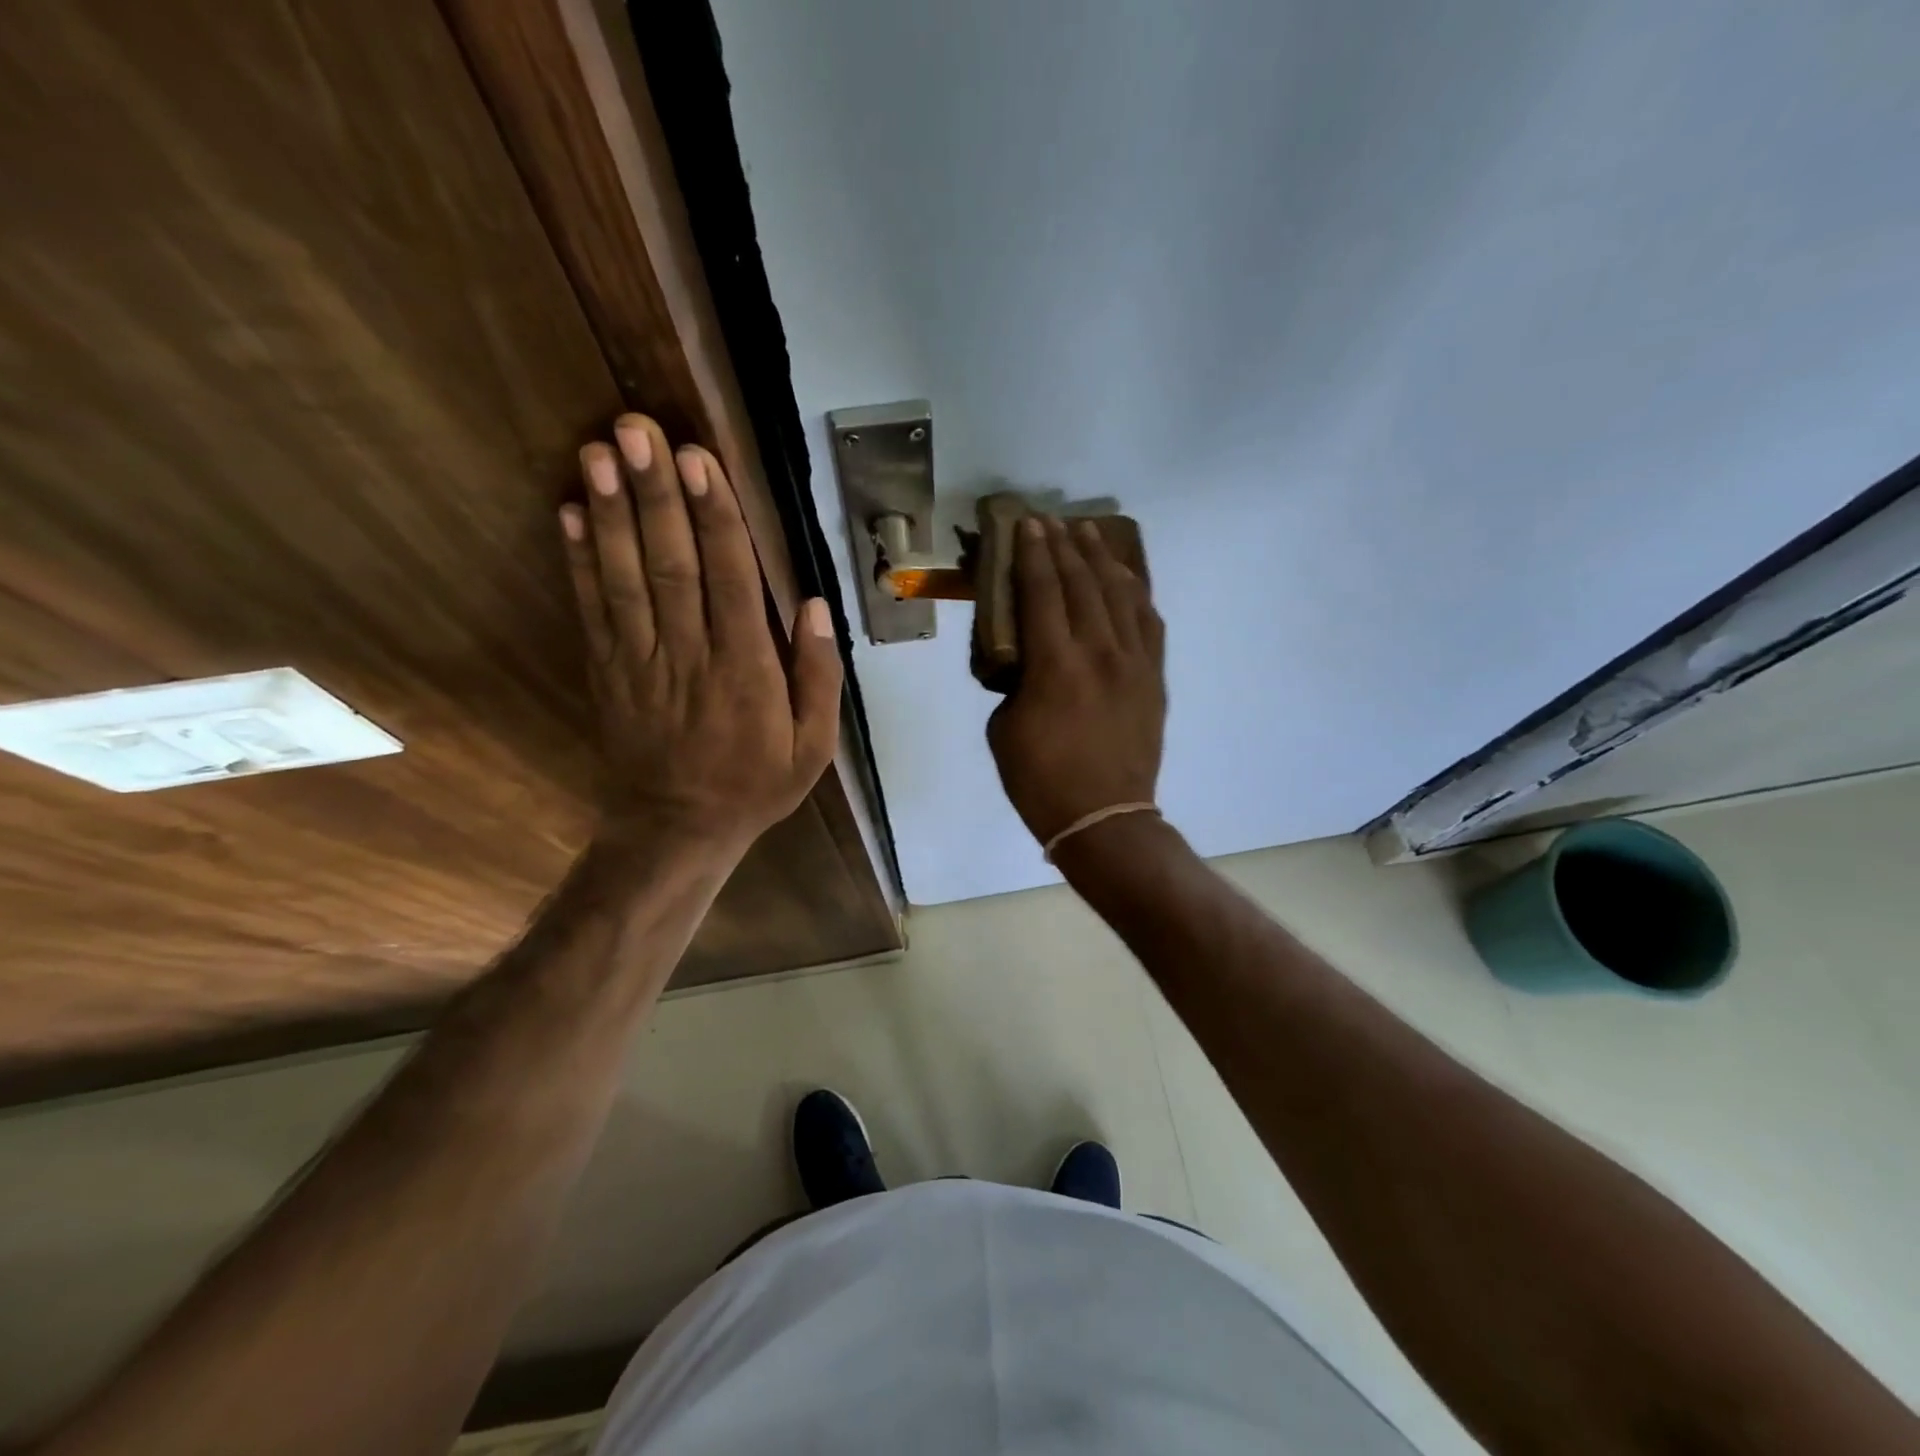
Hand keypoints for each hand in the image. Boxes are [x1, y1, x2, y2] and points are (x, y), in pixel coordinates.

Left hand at [560, 414, 841, 853]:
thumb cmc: (755, 785)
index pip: (729, 581)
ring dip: (610, 514)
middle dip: (655, 495)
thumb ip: (819, 677)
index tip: (699, 461)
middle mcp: (689, 655)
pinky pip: (592, 611)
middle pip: (670, 565)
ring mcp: (640, 662)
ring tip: (597, 452)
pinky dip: (578, 561)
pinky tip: (568, 513)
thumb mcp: (813, 747)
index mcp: (746, 671)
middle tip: (637, 430)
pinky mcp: (607, 672)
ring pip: (625, 579)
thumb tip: (817, 606)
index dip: (714, 518)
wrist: (677, 830)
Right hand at [987, 517, 1165, 846]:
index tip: (1027, 525)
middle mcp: (1098, 652)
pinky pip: (1149, 624)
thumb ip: (1015, 682)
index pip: (1042, 592)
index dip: (1033, 555)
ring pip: (1120, 595)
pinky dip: (1136, 594)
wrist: (1104, 818)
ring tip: (1089, 534)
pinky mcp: (1154, 678)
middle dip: (1064, 547)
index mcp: (1055, 665)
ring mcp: (1133, 663)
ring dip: (1101, 560)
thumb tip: (1028, 659)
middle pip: (1082, 584)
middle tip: (1052, 521)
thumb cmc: (1040, 780)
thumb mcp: (1004, 728)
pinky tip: (1126, 579)